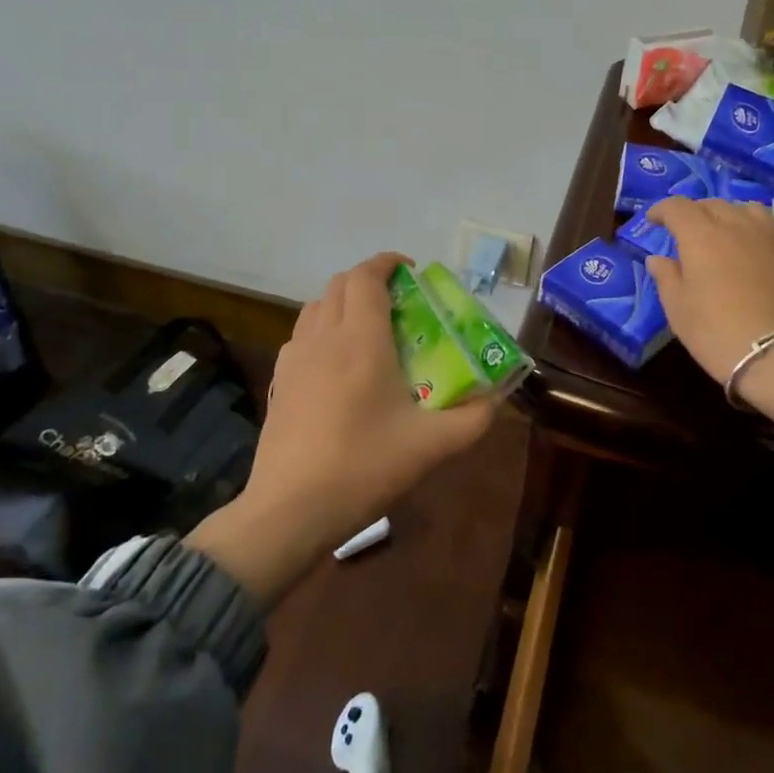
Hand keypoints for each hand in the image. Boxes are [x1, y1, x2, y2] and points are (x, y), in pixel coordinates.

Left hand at [186, 253, 495, 604]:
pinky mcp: (278, 383)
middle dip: (369, 282)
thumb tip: (495, 399)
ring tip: (369, 331)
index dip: (388, 263)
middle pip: (339, 284)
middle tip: (399, 305)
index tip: (412, 272)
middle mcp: (323, 337)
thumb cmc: (364, 467)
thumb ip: (473, 418)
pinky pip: (301, 336)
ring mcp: (294, 359)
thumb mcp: (432, 446)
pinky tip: (337, 366)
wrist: (290, 509)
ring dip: (343, 303)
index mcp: (361, 340)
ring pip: (315, 307)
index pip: (366, 277)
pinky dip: (322, 330)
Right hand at [643, 197, 773, 466]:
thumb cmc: (717, 332)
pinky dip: (753, 231)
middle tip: (684, 231)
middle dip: (693, 213)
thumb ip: (666, 277)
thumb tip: (658, 259)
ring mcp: (771, 235)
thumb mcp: (678, 309)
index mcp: (701, 235)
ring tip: (722, 233)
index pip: (677, 207)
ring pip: (745, 209)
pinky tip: (751, 251)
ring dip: (727, 215)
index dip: (661, 210)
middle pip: (711, 204)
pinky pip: (769, 228)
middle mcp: (737, 224)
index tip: (652, 220)